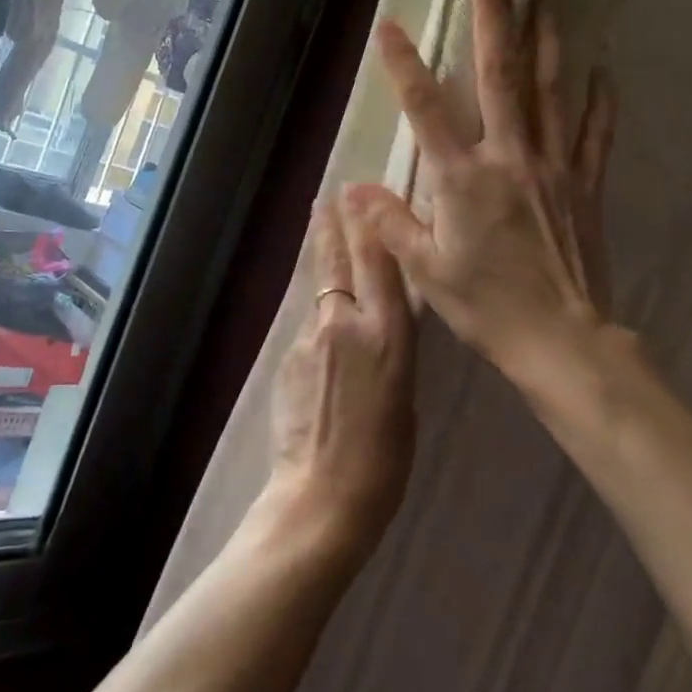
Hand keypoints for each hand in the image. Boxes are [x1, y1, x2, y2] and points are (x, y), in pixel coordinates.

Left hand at [266, 196, 418, 551]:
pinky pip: (307, 325)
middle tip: (328, 197)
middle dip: (332, 227)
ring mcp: (309, 340)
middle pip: (336, 263)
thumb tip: (378, 322)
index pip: (379, 263)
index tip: (360, 194)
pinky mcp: (286, 359)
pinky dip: (316, 315)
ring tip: (321, 232)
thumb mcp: (406, 393)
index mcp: (388, 335)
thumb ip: (390, 347)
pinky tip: (321, 325)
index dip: (369, 225)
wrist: (321, 496)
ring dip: (321, 262)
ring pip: (318, 291)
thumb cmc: (384, 459)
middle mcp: (345, 325)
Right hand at [348, 0, 615, 390]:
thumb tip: (352, 188)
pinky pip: (594, 133)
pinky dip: (598, 100)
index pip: (426, 109)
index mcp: (462, 179)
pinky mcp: (585, 185)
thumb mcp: (426, 270)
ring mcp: (554, 167)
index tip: (391, 23)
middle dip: (494, 18)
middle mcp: (509, 158)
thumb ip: (391, 223)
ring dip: (546, 41)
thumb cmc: (486, 307)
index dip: (405, 65)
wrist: (561, 339)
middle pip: (501, 76)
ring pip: (551, 91)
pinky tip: (602, 70)